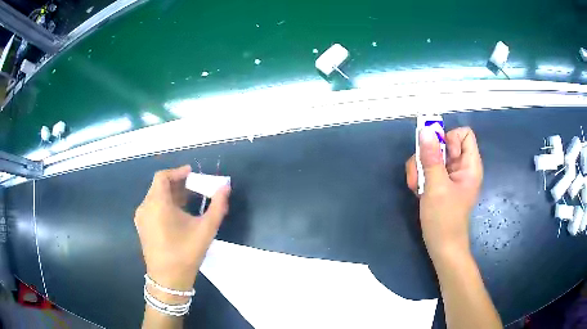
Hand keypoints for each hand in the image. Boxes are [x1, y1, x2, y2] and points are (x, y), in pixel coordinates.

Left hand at [134, 165, 230, 300]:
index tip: (193, 173)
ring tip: (189, 200)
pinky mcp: (142, 227)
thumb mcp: (205, 229)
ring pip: (155, 197)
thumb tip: (226, 187)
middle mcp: (145, 207)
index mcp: (157, 204)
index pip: (163, 176)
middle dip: (177, 183)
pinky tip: (178, 214)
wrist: (168, 280)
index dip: (178, 172)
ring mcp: (141, 218)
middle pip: (159, 186)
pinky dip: (164, 204)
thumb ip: (217, 206)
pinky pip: (152, 207)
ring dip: (171, 194)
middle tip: (195, 187)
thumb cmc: (186, 253)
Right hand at [406, 127, 482, 262]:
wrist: (442, 247)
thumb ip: (431, 158)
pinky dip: (420, 176)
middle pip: (444, 143)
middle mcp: (461, 167)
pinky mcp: (440, 183)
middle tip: (420, 173)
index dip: (450, 139)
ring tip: (416, 186)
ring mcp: (450, 175)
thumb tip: (425, 130)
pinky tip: (417, 190)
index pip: (464, 134)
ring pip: (433, 156)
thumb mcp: (436, 187)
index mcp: (470, 165)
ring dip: (420, 167)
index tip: (440, 155)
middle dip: (428, 155)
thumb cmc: (444, 220)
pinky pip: (428, 168)